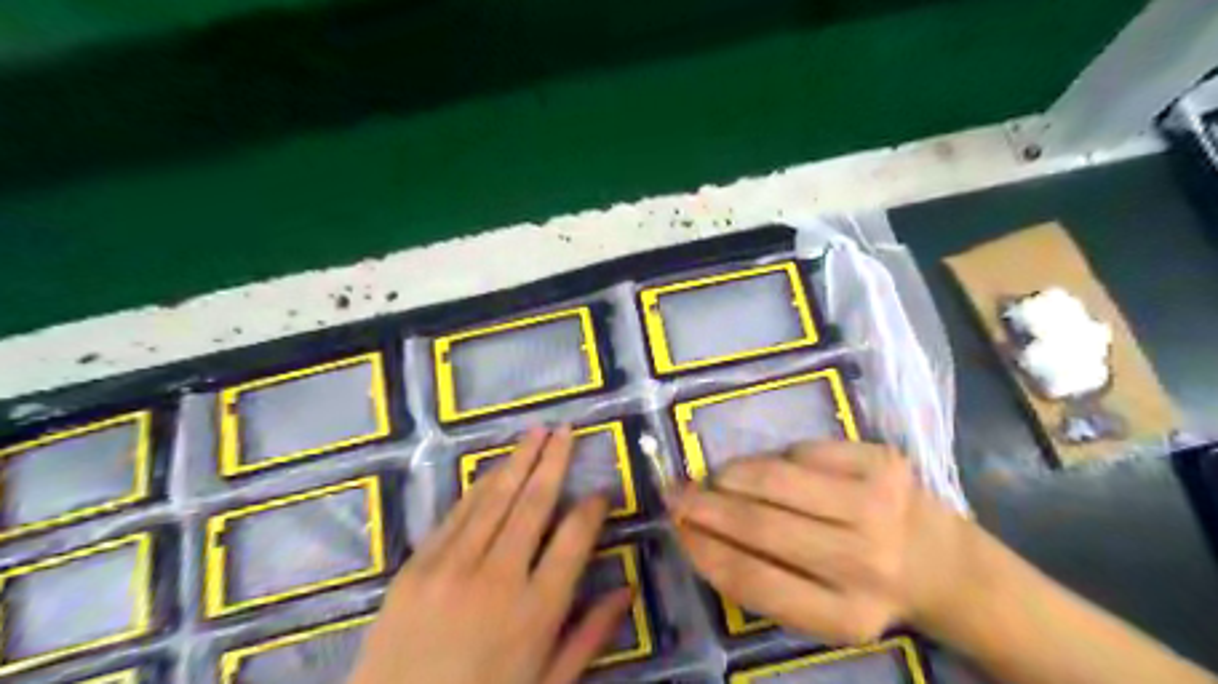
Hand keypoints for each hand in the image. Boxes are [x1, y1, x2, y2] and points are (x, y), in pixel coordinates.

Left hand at [347, 427, 631, 683]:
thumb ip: (590, 636)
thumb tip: (628, 590)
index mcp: (537, 610)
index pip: (574, 538)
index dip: (592, 509)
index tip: (601, 491)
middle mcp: (498, 578)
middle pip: (534, 503)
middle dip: (554, 461)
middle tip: (567, 430)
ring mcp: (451, 567)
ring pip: (495, 499)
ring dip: (519, 460)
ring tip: (537, 431)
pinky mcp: (416, 566)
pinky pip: (456, 514)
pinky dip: (480, 487)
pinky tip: (495, 468)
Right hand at [664, 441, 973, 642]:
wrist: (947, 563)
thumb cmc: (869, 587)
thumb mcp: (822, 609)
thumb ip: (764, 578)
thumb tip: (699, 530)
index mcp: (844, 616)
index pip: (753, 579)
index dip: (704, 549)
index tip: (676, 529)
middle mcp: (863, 563)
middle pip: (761, 526)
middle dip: (706, 505)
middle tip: (676, 493)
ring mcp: (877, 506)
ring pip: (777, 479)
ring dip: (733, 474)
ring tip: (717, 477)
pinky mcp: (883, 463)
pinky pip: (805, 450)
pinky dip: (779, 458)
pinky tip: (778, 469)